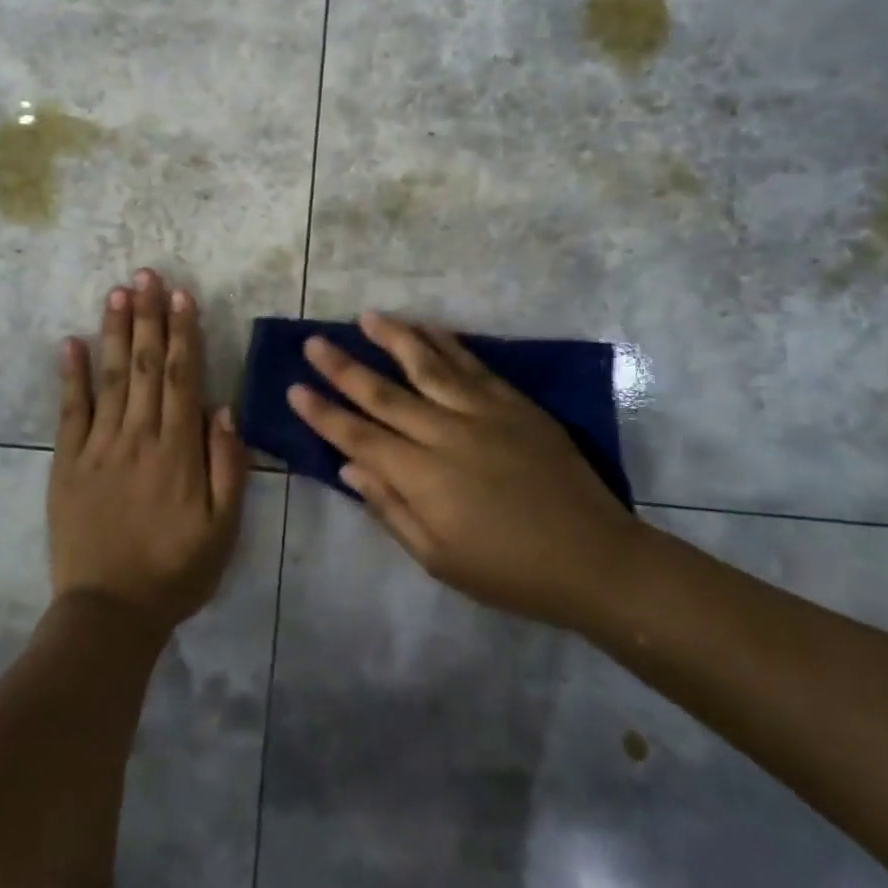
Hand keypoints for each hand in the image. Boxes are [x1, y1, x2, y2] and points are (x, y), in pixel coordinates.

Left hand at [48, 269, 248, 632]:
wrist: (109, 612)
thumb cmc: (176, 571)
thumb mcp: (224, 528)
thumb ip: (227, 466)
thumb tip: (224, 408)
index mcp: (178, 451)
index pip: (181, 378)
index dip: (183, 333)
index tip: (182, 295)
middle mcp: (138, 437)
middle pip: (144, 366)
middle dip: (148, 317)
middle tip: (146, 274)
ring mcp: (98, 448)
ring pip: (108, 378)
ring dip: (113, 332)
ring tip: (117, 292)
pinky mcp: (67, 464)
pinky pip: (69, 412)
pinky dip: (69, 375)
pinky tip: (69, 342)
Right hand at [288, 312, 644, 628]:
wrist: (593, 557)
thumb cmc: (508, 571)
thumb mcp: (438, 558)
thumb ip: (390, 509)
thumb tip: (348, 469)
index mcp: (422, 477)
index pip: (358, 436)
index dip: (323, 413)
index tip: (294, 389)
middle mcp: (445, 434)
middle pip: (383, 393)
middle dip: (343, 367)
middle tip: (314, 341)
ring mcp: (483, 413)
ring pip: (428, 365)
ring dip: (393, 339)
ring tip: (366, 317)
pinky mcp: (515, 405)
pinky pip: (473, 365)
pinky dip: (447, 343)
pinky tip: (428, 328)